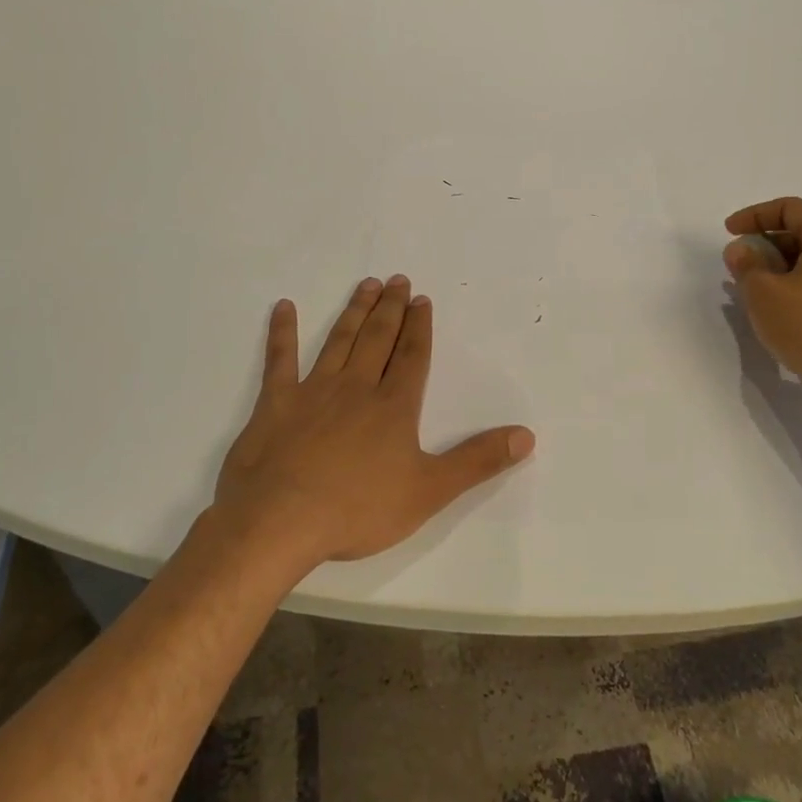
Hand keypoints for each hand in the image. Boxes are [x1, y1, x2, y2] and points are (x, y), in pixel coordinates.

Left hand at [208, 275, 535, 576]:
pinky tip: (283, 307)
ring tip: (366, 285)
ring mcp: (313, 391)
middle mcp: (356, 387)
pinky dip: (282, 332)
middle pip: (378, 338)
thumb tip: (526, 435)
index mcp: (393, 406)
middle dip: (391, 309)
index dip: (420, 327)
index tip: (422, 300)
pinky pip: (280, 359)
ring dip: (354, 311)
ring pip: (339, 340)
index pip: (412, 356)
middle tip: (397, 280)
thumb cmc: (358, 509)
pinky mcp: (275, 403)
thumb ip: (478, 461)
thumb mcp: (429, 491)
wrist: (281, 521)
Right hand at [724, 196, 801, 416]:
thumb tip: (741, 249)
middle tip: (740, 262)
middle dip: (767, 242)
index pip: (790, 208)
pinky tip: (782, 307)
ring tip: (755, 287)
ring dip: (782, 265)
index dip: (754, 215)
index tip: (728, 232)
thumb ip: (746, 264)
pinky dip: (800, 282)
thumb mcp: (762, 293)